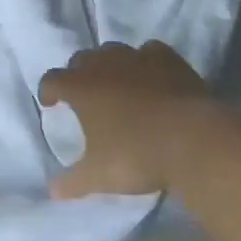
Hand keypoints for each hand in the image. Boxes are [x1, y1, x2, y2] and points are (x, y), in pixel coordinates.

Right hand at [38, 41, 213, 198]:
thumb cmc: (136, 155)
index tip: (52, 104)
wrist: (192, 138)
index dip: (48, 91)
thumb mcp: (99, 176)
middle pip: (81, 59)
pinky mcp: (167, 58)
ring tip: (117, 85)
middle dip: (78, 73)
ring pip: (113, 50)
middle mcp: (104, 64)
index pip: (52, 79)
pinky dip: (145, 61)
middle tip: (84, 95)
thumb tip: (54, 191)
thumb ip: (73, 182)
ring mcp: (137, 57)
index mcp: (80, 87)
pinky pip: (149, 51)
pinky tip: (151, 77)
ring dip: (109, 64)